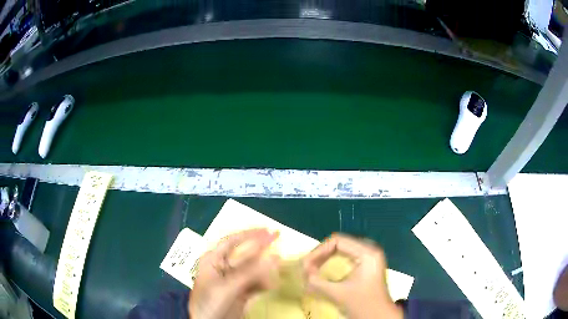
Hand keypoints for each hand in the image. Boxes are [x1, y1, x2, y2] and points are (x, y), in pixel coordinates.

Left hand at [189, 229, 279, 318]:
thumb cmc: (210, 303)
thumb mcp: (228, 286)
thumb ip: (250, 272)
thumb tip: (274, 255)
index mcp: (213, 260)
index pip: (232, 241)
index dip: (249, 234)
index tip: (268, 229)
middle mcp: (223, 267)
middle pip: (245, 254)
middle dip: (261, 248)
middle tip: (278, 237)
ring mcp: (233, 281)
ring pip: (252, 269)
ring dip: (265, 268)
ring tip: (279, 265)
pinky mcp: (240, 292)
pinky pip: (255, 283)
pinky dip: (264, 283)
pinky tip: (272, 284)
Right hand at [303, 234, 402, 318]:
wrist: (379, 315)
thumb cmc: (362, 304)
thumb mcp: (337, 293)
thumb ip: (317, 282)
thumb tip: (302, 272)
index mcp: (367, 253)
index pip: (337, 241)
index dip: (318, 251)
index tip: (305, 264)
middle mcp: (370, 249)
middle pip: (340, 243)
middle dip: (321, 254)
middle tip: (307, 266)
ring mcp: (370, 256)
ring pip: (343, 248)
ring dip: (326, 257)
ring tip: (313, 267)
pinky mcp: (368, 263)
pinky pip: (347, 255)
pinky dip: (334, 260)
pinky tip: (325, 268)